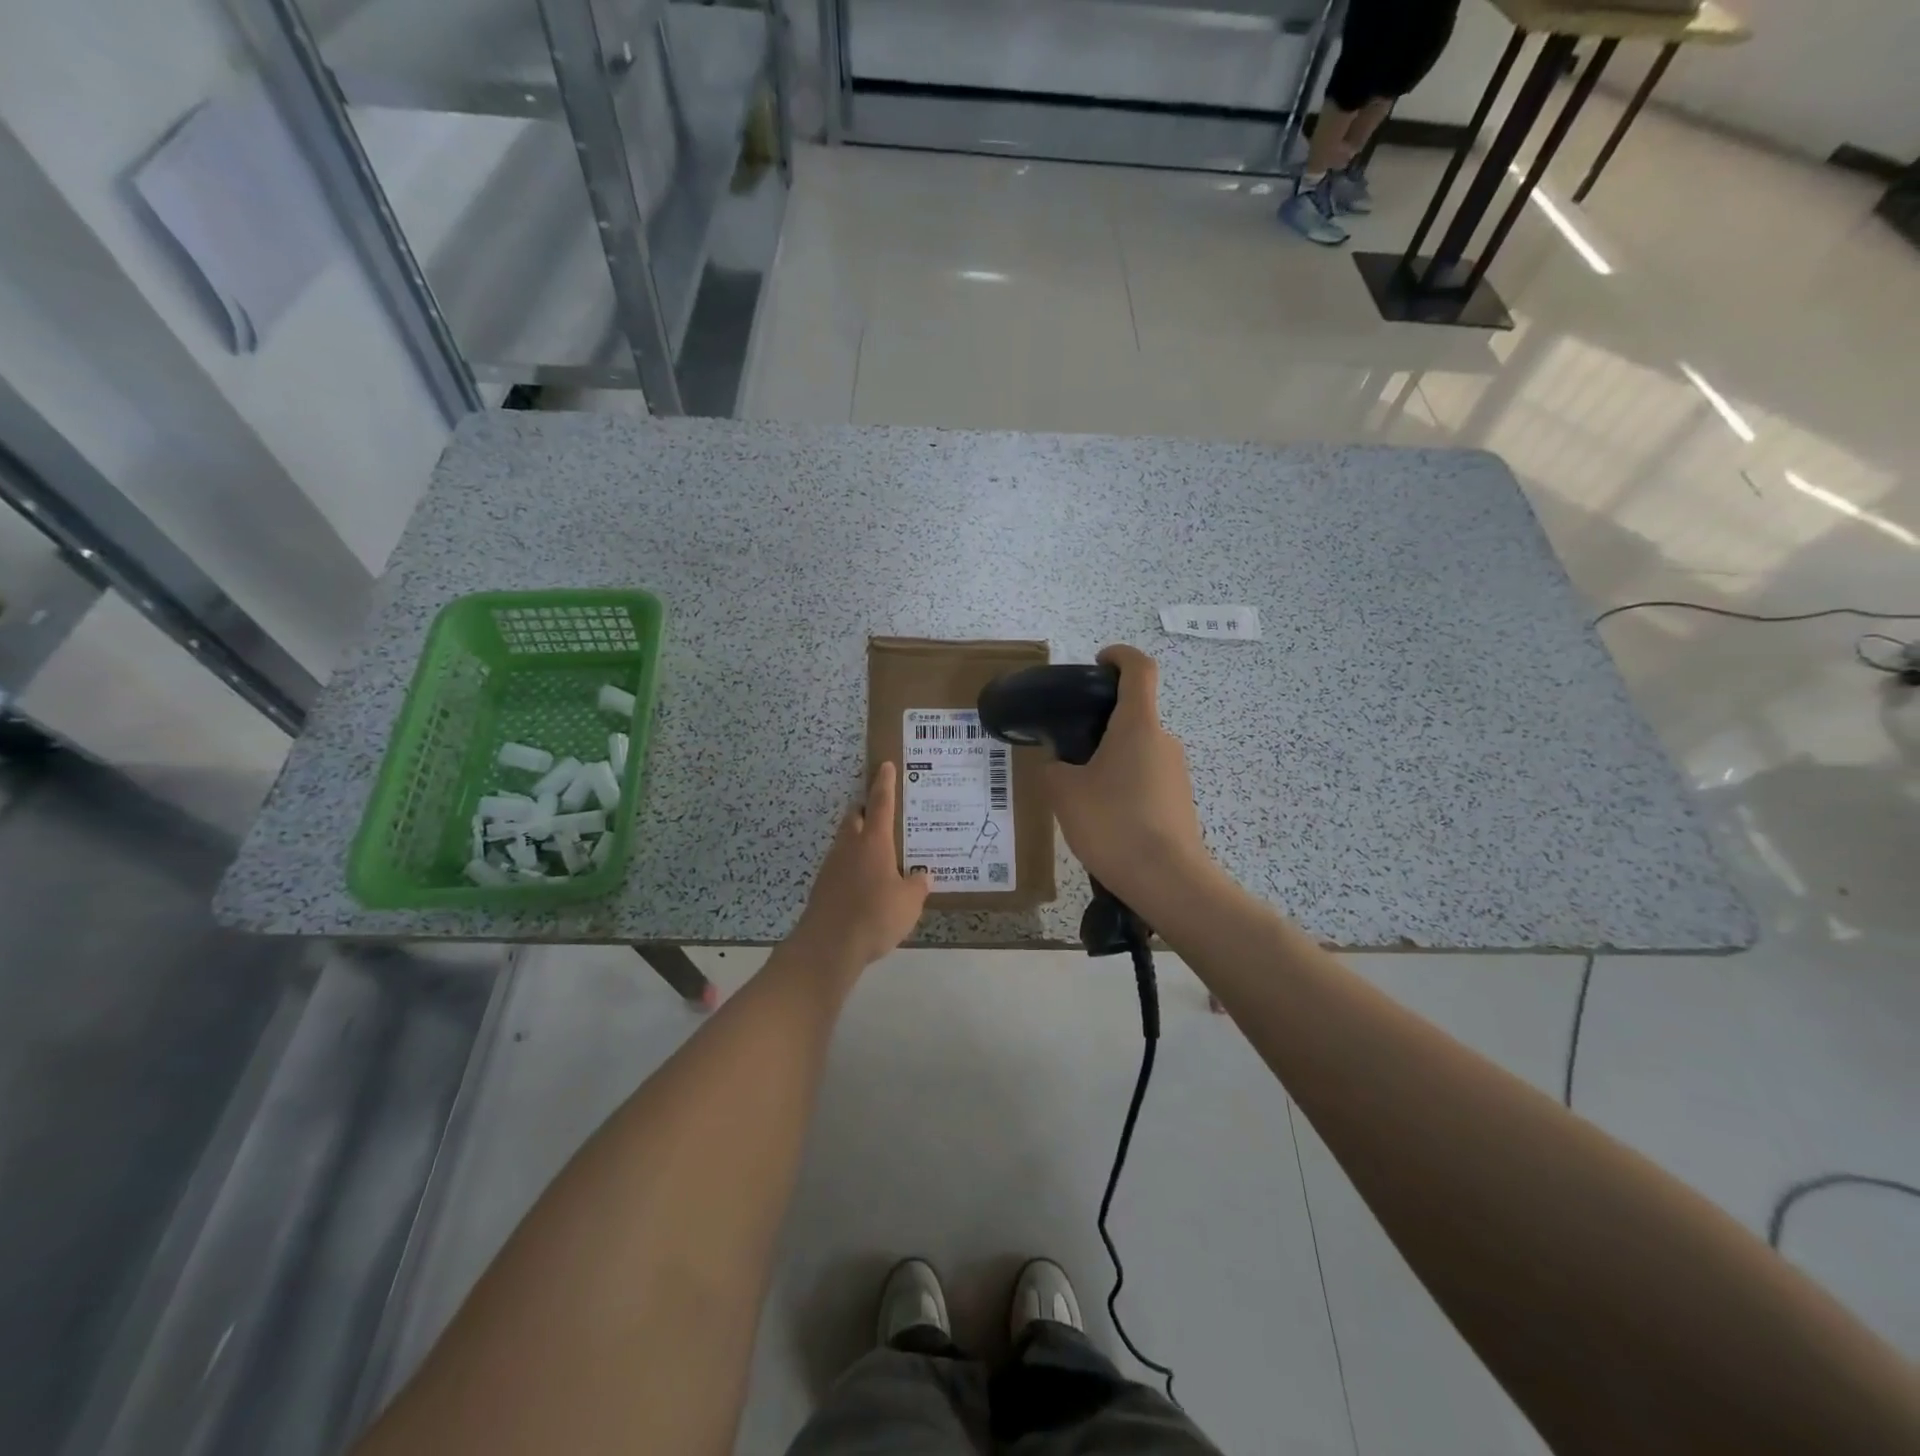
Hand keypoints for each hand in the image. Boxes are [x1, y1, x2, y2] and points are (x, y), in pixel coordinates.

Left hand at [793, 762, 930, 973]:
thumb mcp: (909, 903)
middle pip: (855, 818)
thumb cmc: (874, 916)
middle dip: (866, 811)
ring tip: (878, 853)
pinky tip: (864, 884)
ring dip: (858, 840)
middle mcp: (850, 847)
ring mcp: (832, 866)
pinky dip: (852, 866)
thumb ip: (917, 885)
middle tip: (882, 814)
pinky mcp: (822, 887)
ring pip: (845, 841)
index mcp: (874, 842)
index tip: (885, 766)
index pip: (881, 804)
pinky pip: (840, 866)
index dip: (885, 783)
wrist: (828, 946)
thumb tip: (921, 875)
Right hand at [1044, 645, 1212, 914]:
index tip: (1098, 663)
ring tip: (1080, 793)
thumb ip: (1054, 768)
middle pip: (1134, 715)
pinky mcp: (1180, 801)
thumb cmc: (1113, 823)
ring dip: (1111, 760)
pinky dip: (1124, 786)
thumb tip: (1060, 765)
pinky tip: (1105, 819)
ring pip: (1138, 751)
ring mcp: (1177, 772)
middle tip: (1068, 749)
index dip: (1119, 656)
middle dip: (1101, 725)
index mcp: (1138, 725)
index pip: (1139, 669)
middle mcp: (1164, 740)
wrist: (1167, 880)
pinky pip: (1146, 779)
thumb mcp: (1064, 793)